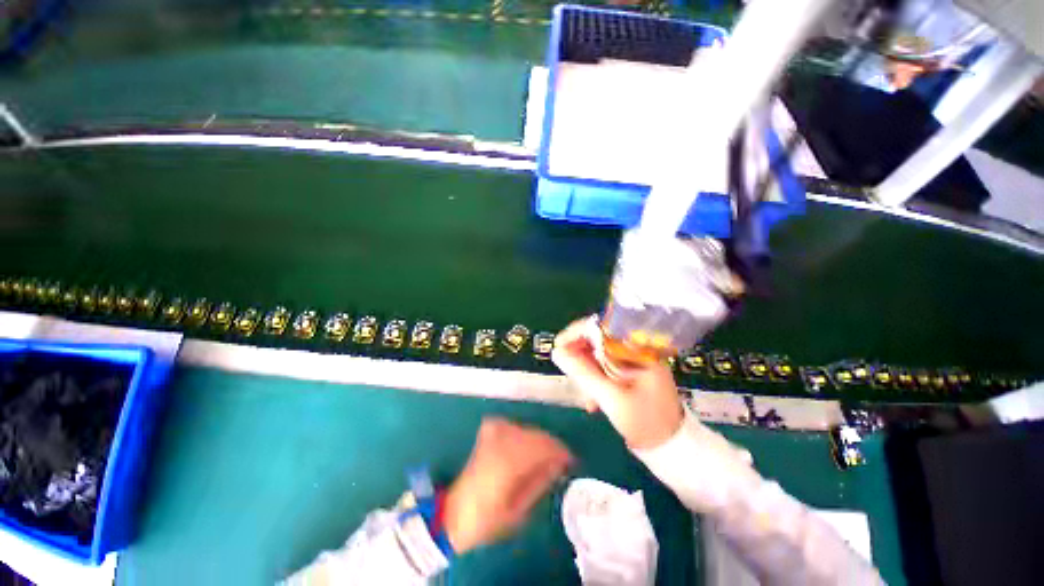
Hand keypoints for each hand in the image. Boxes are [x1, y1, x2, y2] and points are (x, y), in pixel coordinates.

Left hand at [443, 418, 572, 553]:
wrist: (454, 514)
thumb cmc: (487, 520)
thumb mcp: (518, 511)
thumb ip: (539, 482)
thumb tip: (558, 464)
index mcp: (509, 462)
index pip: (543, 447)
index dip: (560, 451)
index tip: (571, 461)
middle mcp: (501, 441)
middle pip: (535, 435)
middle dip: (551, 446)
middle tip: (561, 462)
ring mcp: (492, 434)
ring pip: (525, 429)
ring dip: (538, 441)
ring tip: (544, 458)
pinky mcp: (487, 433)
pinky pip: (512, 426)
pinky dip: (522, 434)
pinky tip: (523, 447)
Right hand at [552, 316, 683, 449]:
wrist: (670, 448)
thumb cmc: (645, 422)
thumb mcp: (612, 398)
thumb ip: (584, 374)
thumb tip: (558, 352)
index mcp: (638, 350)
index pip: (603, 327)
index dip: (578, 333)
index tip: (559, 346)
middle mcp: (636, 351)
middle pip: (599, 341)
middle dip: (580, 356)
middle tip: (567, 370)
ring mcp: (633, 362)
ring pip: (599, 356)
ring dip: (586, 372)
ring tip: (584, 393)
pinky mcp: (630, 374)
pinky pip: (605, 369)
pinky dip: (595, 381)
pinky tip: (593, 401)